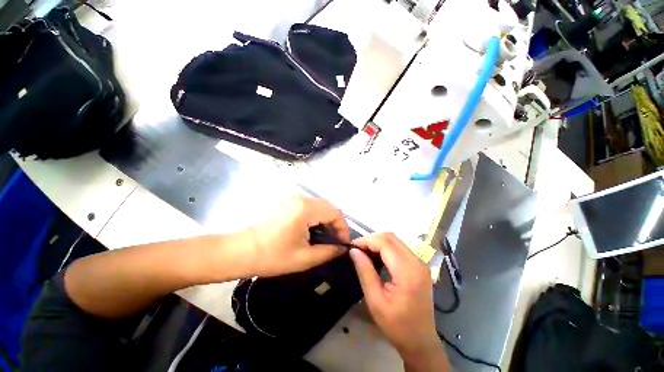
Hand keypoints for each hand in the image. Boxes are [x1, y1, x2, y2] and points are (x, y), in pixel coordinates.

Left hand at [247, 197, 349, 276]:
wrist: (240, 251)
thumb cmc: (272, 256)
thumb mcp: (304, 258)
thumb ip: (328, 252)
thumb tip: (343, 249)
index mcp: (305, 209)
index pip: (335, 212)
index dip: (342, 227)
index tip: (342, 243)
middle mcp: (300, 199)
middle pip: (328, 207)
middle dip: (335, 223)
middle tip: (334, 241)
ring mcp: (291, 198)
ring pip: (318, 206)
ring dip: (325, 219)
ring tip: (324, 236)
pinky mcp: (286, 202)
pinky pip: (308, 206)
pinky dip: (315, 216)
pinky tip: (311, 230)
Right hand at [350, 233, 447, 370]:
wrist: (420, 342)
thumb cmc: (397, 326)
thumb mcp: (375, 300)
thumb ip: (365, 271)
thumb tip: (354, 251)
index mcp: (407, 271)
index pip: (385, 243)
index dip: (367, 241)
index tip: (352, 246)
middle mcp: (416, 262)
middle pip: (391, 238)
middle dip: (372, 239)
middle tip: (357, 249)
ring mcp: (420, 263)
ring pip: (395, 241)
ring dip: (378, 243)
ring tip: (364, 252)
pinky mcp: (419, 266)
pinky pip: (400, 249)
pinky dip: (386, 248)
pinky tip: (377, 257)